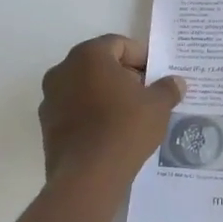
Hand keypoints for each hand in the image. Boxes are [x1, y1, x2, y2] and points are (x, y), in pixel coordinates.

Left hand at [39, 35, 185, 192]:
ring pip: (85, 87)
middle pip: (99, 64)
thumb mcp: (158, 105)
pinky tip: (111, 132)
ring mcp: (50, 99)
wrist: (88, 177)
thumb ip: (167, 88)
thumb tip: (176, 82)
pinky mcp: (46, 126)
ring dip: (106, 95)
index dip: (141, 57)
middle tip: (146, 93)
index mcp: (89, 56)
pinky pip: (74, 110)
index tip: (156, 75)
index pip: (119, 44)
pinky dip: (91, 114)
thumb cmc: (125, 128)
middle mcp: (63, 70)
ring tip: (130, 115)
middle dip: (123, 75)